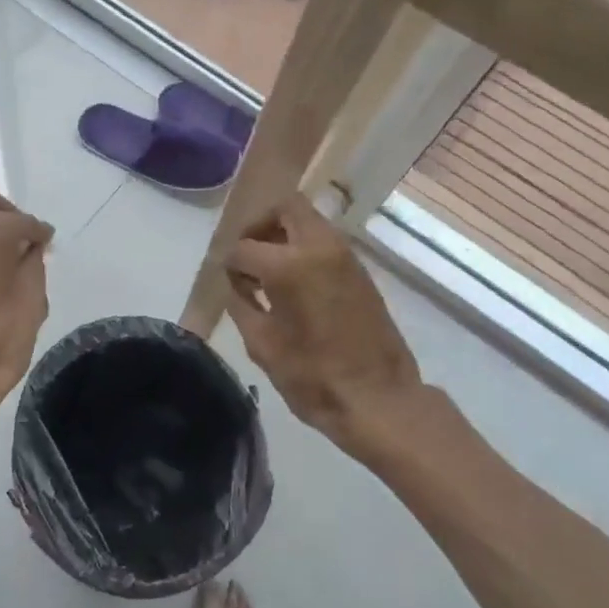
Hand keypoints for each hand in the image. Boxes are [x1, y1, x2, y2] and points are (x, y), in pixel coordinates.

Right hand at [225, 194, 420, 451]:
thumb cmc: (313, 376)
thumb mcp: (262, 344)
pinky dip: (304, 250)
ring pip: (309, 221)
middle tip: (248, 257)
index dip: (230, 265)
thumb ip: (242, 305)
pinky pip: (325, 243)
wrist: (378, 399)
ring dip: (284, 235)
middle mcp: (320, 248)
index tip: (230, 284)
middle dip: (260, 225)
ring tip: (269, 274)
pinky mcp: (361, 272)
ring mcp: (345, 257)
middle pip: (285, 207)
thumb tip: (237, 285)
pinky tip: (295, 287)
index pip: (244, 247)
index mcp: (289, 265)